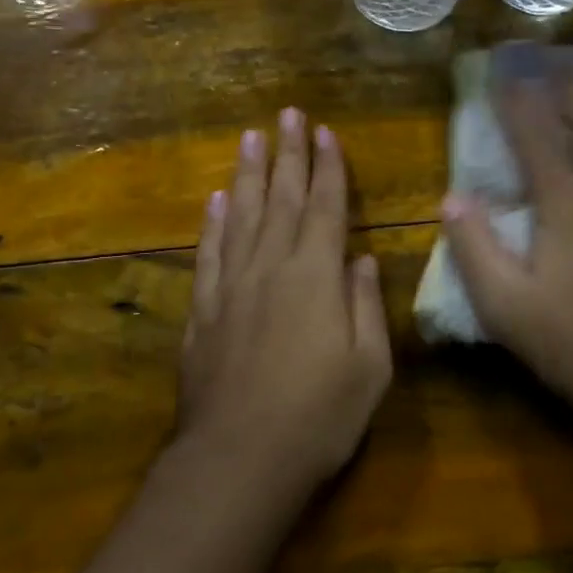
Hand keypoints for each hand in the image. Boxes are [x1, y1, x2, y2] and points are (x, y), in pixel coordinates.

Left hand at [175, 107, 392, 495]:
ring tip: (250, 138)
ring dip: (247, 175)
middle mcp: (271, 268)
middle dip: (287, 155)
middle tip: (287, 115)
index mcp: (316, 277)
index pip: (325, 208)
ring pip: (240, 216)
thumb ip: (365, 306)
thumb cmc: (319, 417)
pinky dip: (212, 223)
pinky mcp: (202, 311)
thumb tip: (362, 259)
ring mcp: (231, 287)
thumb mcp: (369, 367)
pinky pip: (209, 254)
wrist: (240, 458)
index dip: (327, 168)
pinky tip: (214, 201)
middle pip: (280, 199)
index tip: (324, 132)